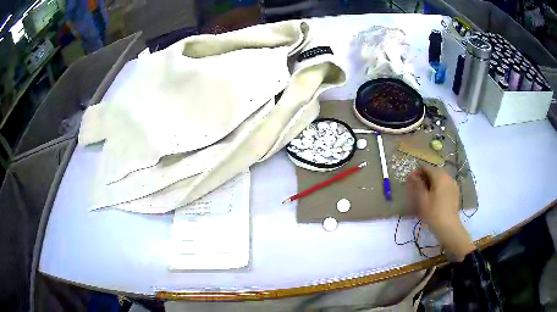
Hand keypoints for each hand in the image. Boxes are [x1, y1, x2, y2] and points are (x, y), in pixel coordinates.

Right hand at [406, 166, 474, 261]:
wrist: (448, 226)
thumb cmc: (433, 212)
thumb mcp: (422, 198)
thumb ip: (417, 184)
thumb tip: (411, 174)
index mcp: (439, 176)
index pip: (427, 168)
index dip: (418, 172)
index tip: (411, 181)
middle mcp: (448, 176)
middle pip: (434, 172)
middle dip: (425, 177)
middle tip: (418, 188)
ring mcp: (453, 184)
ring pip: (441, 178)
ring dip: (432, 182)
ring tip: (426, 193)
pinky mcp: (455, 192)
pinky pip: (445, 184)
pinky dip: (439, 187)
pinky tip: (435, 197)